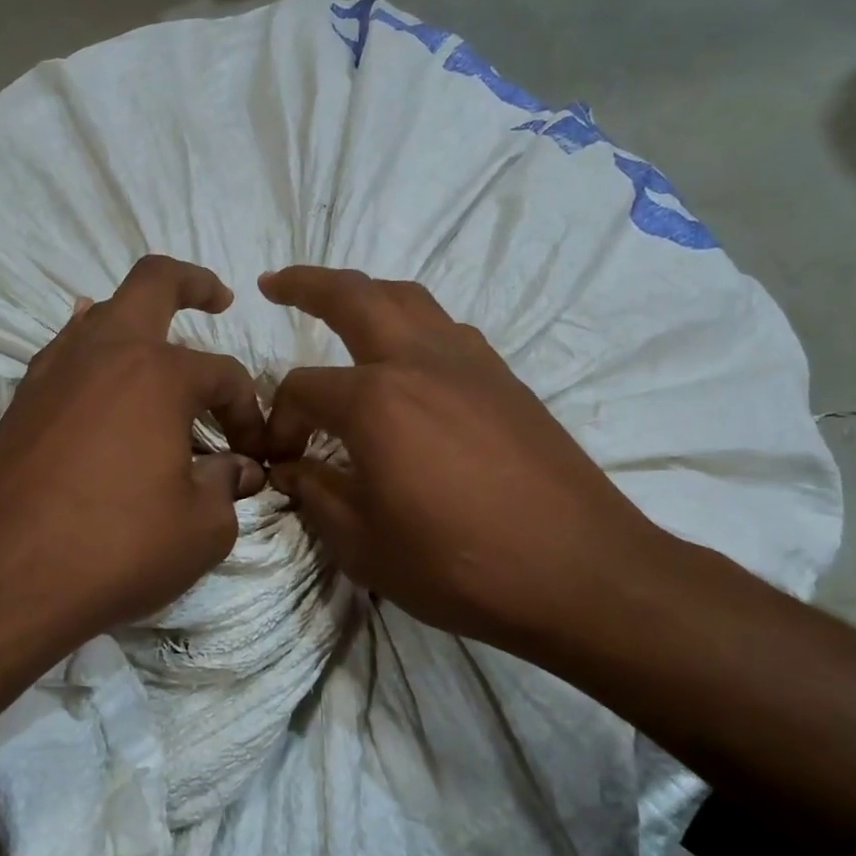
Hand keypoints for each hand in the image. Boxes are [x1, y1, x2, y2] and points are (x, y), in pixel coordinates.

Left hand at [0, 256, 266, 660]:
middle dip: (192, 284)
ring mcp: (53, 372)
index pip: (224, 375)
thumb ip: (227, 487)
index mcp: (158, 374)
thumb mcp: (201, 529)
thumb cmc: (116, 549)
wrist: (2, 581)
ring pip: (100, 315)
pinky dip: (93, 356)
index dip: (249, 411)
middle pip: (152, 283)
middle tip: (218, 299)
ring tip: (160, 353)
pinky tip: (102, 384)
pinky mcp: (21, 402)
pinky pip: (65, 354)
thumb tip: (238, 470)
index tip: (254, 455)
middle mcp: (104, 353)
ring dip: (137, 322)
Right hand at [259, 266, 669, 656]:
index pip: (303, 389)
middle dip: (308, 283)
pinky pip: (449, 330)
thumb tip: (290, 468)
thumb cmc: (459, 565)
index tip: (281, 459)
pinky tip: (410, 362)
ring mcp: (470, 364)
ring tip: (342, 308)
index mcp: (376, 401)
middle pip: (355, 297)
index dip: (281, 421)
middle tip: (276, 282)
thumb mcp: (364, 544)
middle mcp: (420, 362)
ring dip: (367, 294)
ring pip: (410, 299)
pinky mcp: (506, 380)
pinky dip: (415, 326)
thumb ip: (317, 494)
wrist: (579, 573)